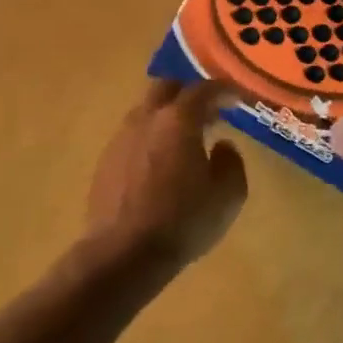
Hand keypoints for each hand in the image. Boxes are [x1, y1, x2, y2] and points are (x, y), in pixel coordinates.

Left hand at [86, 80, 248, 266]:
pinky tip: (161, 164)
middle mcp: (146, 120)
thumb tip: (222, 146)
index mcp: (178, 121)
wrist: (122, 254)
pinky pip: (133, 136)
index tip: (238, 98)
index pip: (204, 89)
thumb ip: (231, 163)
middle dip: (189, 93)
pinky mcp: (105, 162)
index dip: (224, 89)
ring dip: (167, 116)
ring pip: (146, 111)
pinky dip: (151, 138)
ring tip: (185, 139)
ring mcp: (121, 139)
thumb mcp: (228, 196)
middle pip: (166, 88)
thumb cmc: (182, 221)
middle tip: (209, 112)